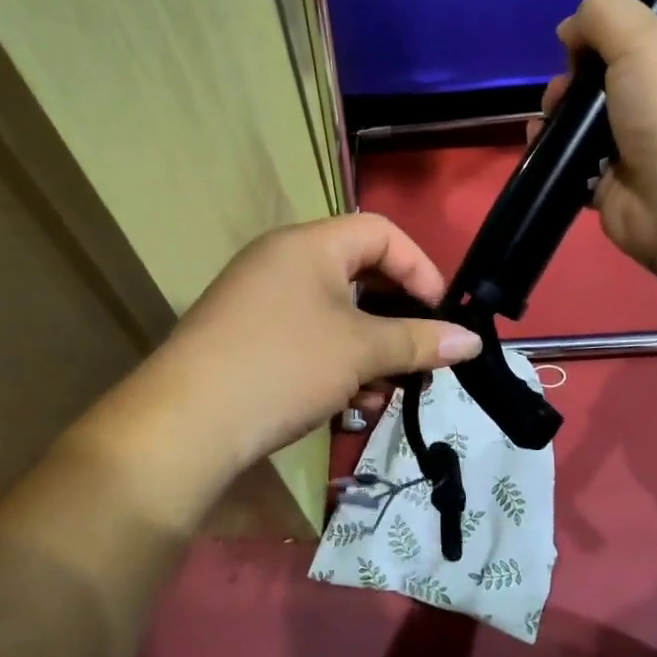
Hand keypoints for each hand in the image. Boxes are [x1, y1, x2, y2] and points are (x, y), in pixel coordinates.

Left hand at [73, 215, 481, 517]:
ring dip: (368, 353)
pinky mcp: (247, 340)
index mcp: (309, 245)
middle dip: (396, 320)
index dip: (420, 268)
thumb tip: (471, 341)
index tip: (442, 313)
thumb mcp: (360, 351)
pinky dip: (335, 366)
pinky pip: (307, 340)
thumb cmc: (283, 366)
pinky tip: (348, 408)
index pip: (381, 232)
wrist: (185, 424)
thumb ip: (419, 341)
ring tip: (383, 395)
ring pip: (335, 316)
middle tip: (420, 358)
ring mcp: (260, 302)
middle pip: (359, 276)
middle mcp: (282, 262)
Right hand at [536, 0, 656, 278]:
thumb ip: (604, 15)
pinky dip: (554, 151)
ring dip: (561, 112)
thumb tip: (572, 30)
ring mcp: (647, 145)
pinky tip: (539, 142)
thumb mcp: (646, 39)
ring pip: (590, 118)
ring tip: (549, 116)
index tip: (585, 36)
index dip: (618, 25)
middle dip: (578, 74)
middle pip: (614, 72)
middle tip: (566, 85)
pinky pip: (577, 160)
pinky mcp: (618, 184)